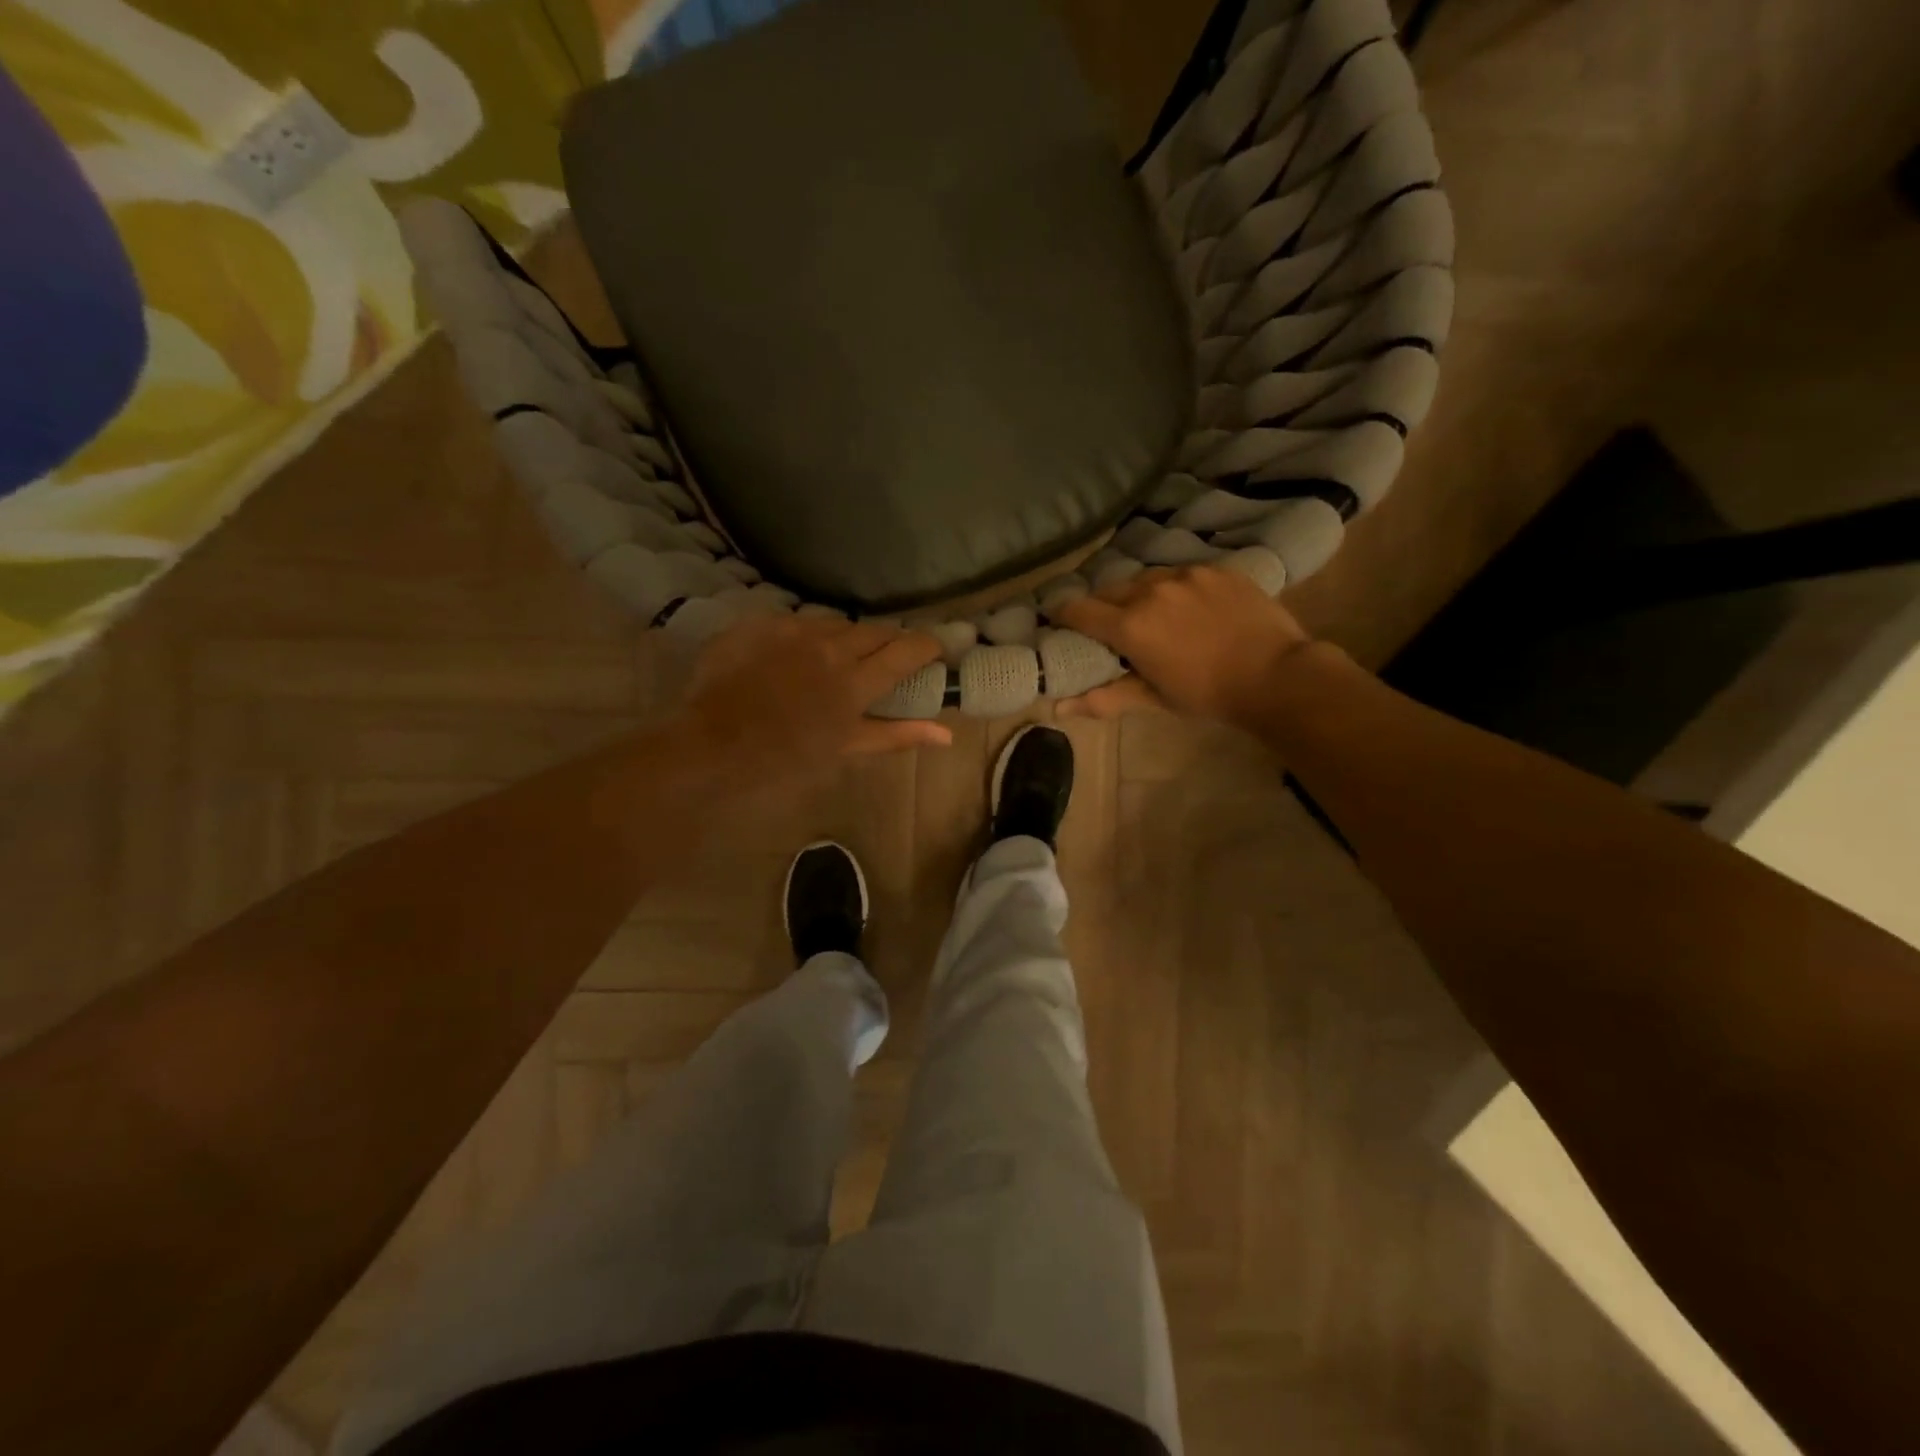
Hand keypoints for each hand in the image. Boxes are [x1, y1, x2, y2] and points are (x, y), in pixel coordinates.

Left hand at [671, 614, 952, 789]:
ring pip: (836, 623)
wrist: (710, 744)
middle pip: (874, 630)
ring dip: (847, 638)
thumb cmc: (784, 758)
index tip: (936, 648)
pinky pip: (798, 621)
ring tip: (839, 658)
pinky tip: (797, 656)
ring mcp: (793, 630)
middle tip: (889, 657)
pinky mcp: (761, 622)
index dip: (927, 644)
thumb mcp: (845, 749)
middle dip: (888, 640)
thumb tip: (946, 734)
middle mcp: (830, 646)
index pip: (906, 649)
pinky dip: (808, 637)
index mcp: (855, 682)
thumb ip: (897, 734)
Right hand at [1054, 566, 1312, 726]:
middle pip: (1108, 590)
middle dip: (1102, 607)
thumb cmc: (1208, 695)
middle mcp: (1151, 590)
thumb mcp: (1154, 699)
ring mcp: (1186, 574)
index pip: (1078, 610)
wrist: (1277, 675)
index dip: (1063, 615)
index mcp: (1130, 626)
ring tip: (1153, 614)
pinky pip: (1180, 573)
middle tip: (1111, 628)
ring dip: (1138, 594)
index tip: (1060, 622)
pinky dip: (1174, 588)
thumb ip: (1105, 698)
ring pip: (1144, 577)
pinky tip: (1189, 607)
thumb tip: (1058, 708)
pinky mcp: (1215, 568)